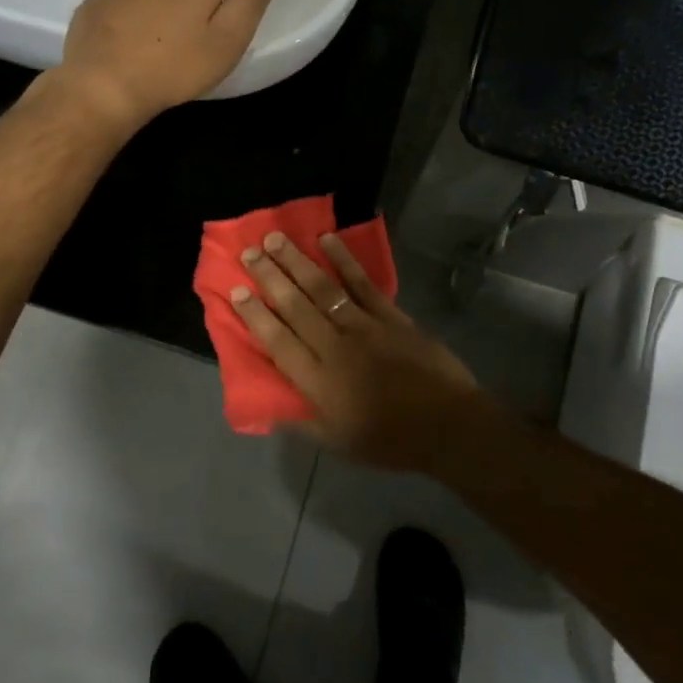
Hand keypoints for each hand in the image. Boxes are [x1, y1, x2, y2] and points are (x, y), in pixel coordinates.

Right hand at [227, 230, 502, 473]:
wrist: (447, 426)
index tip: (235, 290)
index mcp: (318, 381)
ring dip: (296, 261)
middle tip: (248, 251)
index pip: (277, 341)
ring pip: (322, 288)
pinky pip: (362, 282)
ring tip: (274, 239)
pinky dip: (344, 260)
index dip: (254, 315)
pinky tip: (327, 240)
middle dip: (268, 276)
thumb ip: (301, 422)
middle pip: (294, 305)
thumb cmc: (389, 440)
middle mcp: (334, 346)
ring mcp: (364, 326)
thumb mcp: (337, 443)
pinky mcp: (390, 315)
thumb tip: (269, 408)